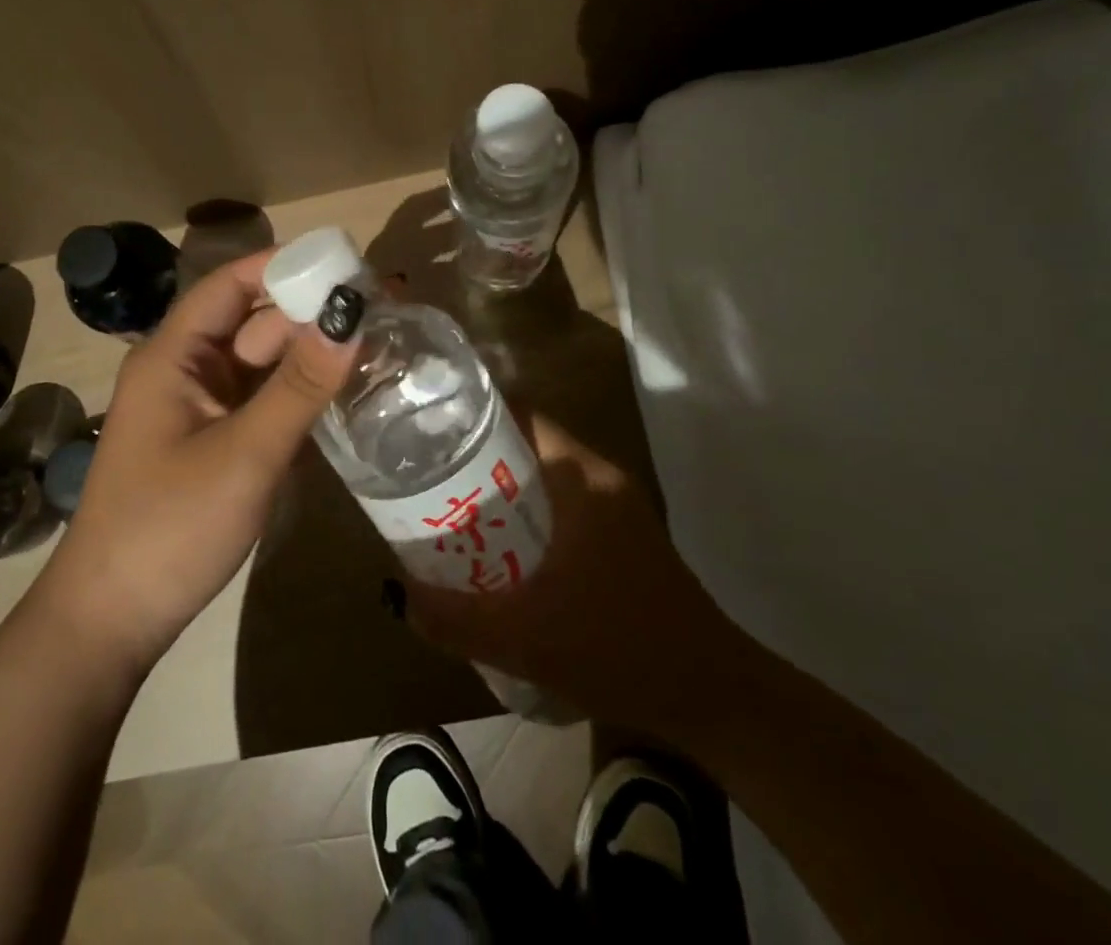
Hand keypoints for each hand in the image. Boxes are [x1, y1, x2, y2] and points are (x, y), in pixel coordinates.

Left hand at [28, 250, 358, 677]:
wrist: (112, 623)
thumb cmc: (170, 527)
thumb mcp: (245, 453)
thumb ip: (301, 384)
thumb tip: (351, 314)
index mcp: (174, 355)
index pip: (232, 284)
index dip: (285, 265)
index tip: (347, 262)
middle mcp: (186, 370)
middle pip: (254, 322)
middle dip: (310, 312)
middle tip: (383, 307)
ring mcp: (200, 409)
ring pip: (262, 364)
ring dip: (309, 353)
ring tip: (377, 342)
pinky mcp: (214, 442)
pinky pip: (262, 400)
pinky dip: (298, 392)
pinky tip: (343, 390)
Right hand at [403, 412, 747, 736]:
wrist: (713, 696)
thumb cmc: (620, 648)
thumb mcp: (525, 639)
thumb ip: (456, 620)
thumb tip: (397, 596)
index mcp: (581, 479)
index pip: (521, 415)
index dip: (472, 414)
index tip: (428, 427)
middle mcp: (599, 478)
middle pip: (526, 444)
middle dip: (475, 454)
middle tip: (424, 472)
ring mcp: (615, 506)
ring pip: (543, 475)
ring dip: (500, 486)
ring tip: (448, 506)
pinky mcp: (622, 535)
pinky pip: (560, 503)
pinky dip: (525, 512)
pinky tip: (497, 547)